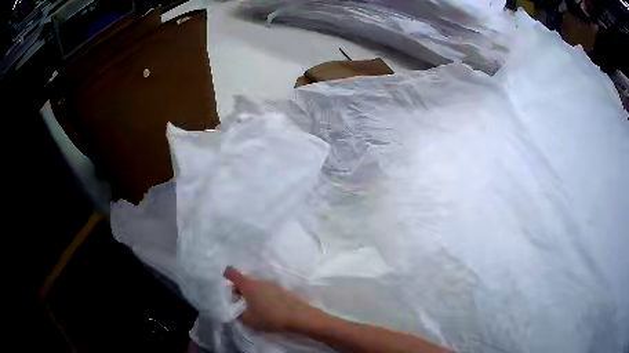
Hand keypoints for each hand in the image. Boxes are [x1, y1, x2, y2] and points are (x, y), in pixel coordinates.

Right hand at [223, 266, 320, 331]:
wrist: (299, 317)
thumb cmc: (270, 317)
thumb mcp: (248, 320)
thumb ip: (237, 314)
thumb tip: (236, 310)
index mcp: (248, 285)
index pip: (232, 273)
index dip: (226, 276)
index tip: (224, 284)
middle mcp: (259, 281)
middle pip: (243, 281)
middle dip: (238, 291)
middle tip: (239, 305)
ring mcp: (271, 285)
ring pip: (255, 287)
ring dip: (251, 295)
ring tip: (253, 310)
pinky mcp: (281, 291)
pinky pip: (265, 291)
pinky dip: (261, 297)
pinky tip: (265, 310)